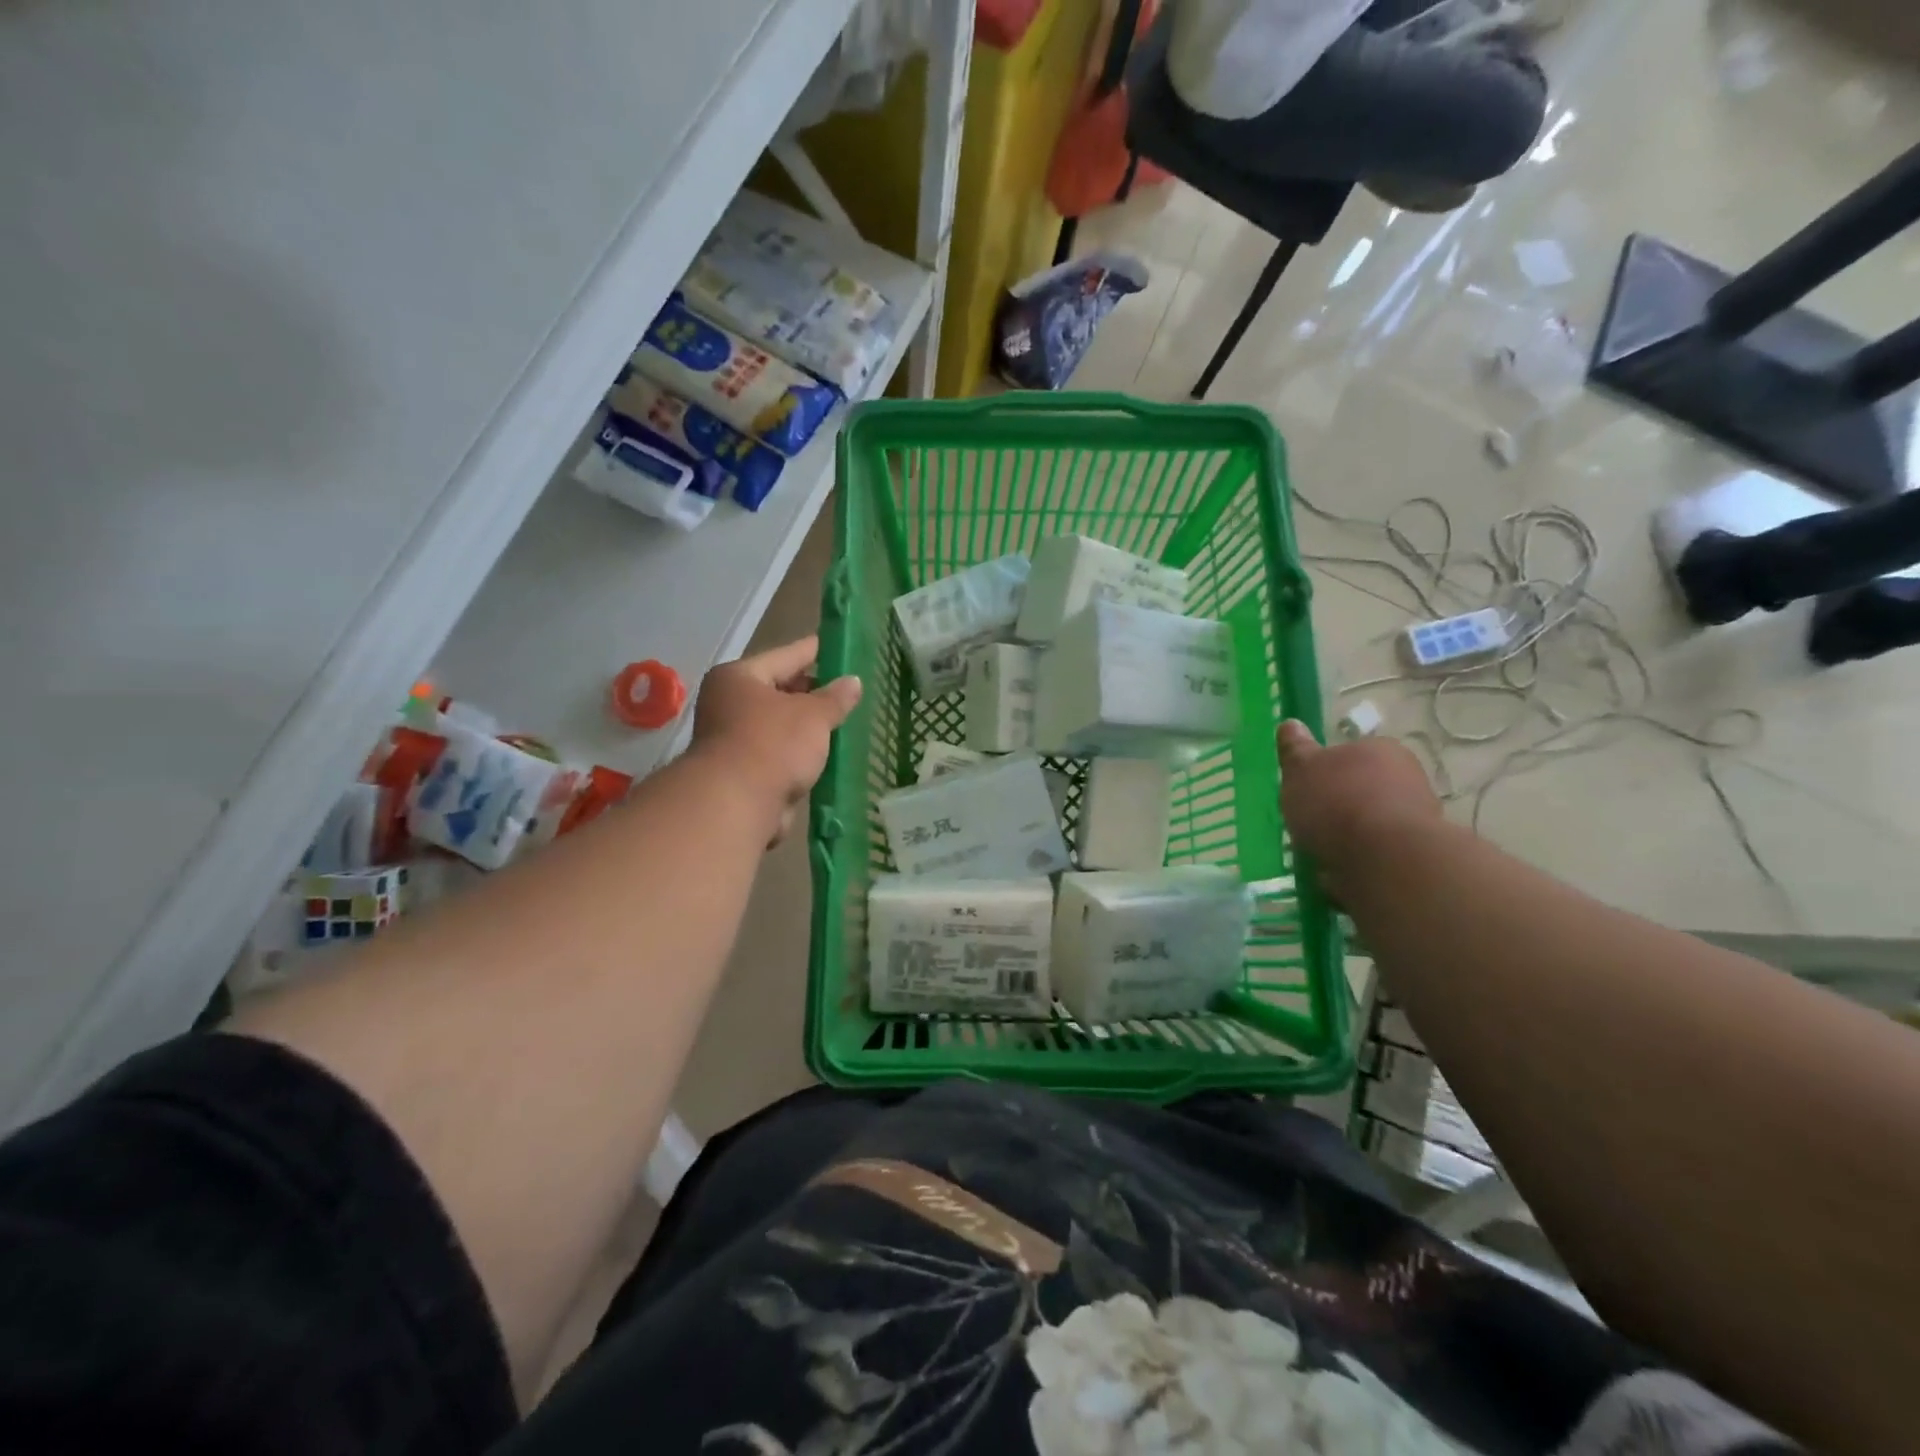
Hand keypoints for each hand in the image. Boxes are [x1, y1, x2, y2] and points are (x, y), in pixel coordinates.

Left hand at [691, 636, 861, 843]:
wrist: (734, 805)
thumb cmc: (772, 745)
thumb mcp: (813, 716)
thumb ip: (835, 698)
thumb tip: (853, 681)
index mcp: (739, 677)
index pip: (787, 655)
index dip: (816, 650)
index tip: (840, 644)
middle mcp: (729, 703)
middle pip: (780, 690)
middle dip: (813, 692)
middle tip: (848, 689)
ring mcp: (732, 739)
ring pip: (780, 725)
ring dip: (807, 727)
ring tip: (843, 722)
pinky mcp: (741, 772)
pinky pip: (779, 753)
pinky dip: (799, 754)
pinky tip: (826, 755)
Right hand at [1278, 721, 1443, 894]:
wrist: (1385, 859)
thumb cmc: (1337, 802)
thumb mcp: (1301, 770)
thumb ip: (1295, 750)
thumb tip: (1289, 723)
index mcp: (1380, 749)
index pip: (1350, 753)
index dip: (1324, 772)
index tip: (1305, 791)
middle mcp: (1407, 777)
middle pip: (1363, 788)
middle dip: (1339, 806)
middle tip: (1309, 824)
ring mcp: (1418, 818)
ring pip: (1372, 823)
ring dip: (1350, 837)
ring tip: (1321, 855)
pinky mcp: (1418, 855)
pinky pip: (1379, 855)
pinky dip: (1360, 862)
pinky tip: (1339, 875)